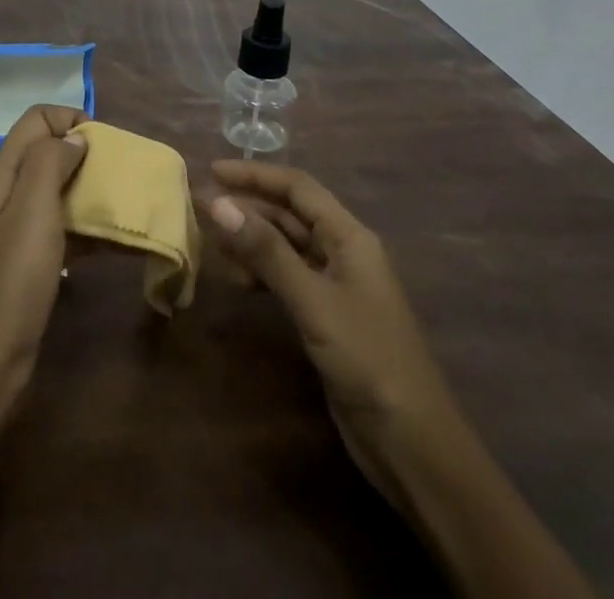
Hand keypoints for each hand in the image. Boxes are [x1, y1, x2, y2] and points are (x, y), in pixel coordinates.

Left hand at [0, 105, 88, 413]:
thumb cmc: (10, 282)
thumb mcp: (32, 211)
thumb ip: (50, 163)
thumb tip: (74, 137)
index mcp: (1, 174)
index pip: (36, 120)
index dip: (70, 121)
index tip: (103, 146)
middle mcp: (3, 194)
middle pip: (46, 152)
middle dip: (84, 155)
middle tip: (117, 176)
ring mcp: (12, 230)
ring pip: (55, 191)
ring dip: (87, 191)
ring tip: (120, 206)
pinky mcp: (24, 263)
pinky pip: (58, 228)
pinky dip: (84, 227)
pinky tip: (110, 242)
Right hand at [200, 161, 455, 502]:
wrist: (411, 441)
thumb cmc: (367, 358)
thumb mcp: (313, 300)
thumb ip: (266, 251)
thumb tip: (218, 203)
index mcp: (350, 236)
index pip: (297, 188)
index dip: (255, 175)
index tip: (213, 171)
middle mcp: (343, 251)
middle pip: (290, 213)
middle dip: (249, 206)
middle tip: (202, 206)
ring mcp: (335, 284)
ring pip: (286, 245)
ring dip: (251, 239)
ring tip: (212, 241)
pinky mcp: (327, 316)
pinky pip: (287, 277)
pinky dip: (261, 272)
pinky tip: (237, 278)